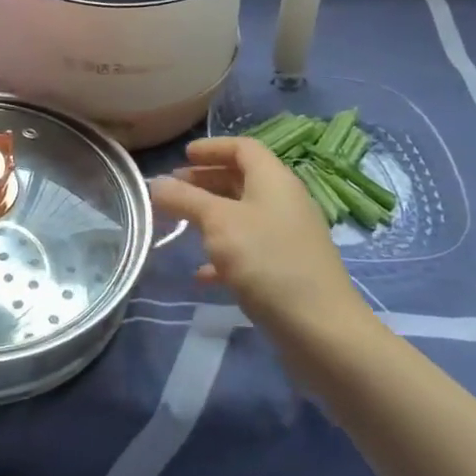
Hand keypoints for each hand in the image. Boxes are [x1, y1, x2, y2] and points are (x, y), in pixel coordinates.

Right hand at [150, 137, 376, 341]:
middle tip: (173, 189)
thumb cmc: (267, 261)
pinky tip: (201, 273)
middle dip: (205, 181)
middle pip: (242, 179)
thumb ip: (185, 199)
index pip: (243, 148)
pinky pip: (248, 250)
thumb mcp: (218, 223)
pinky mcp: (285, 269)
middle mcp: (284, 202)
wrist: (320, 328)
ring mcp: (287, 237)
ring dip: (210, 216)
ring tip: (179, 224)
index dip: (212, 147)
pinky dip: (222, 253)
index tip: (182, 156)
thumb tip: (156, 183)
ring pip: (242, 215)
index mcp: (274, 180)